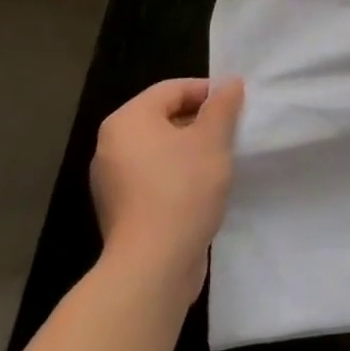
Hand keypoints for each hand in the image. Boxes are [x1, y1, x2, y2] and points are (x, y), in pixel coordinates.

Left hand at [90, 77, 244, 294]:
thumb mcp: (212, 139)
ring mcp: (113, 182)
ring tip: (223, 160)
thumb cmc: (182, 189)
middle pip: (165, 118)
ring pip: (161, 150)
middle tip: (233, 131)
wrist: (153, 267)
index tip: (237, 105)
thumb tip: (229, 83)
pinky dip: (179, 176)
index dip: (208, 92)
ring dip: (192, 150)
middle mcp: (111, 147)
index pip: (172, 89)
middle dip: (201, 121)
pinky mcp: (123, 211)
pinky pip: (155, 178)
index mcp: (127, 121)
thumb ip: (222, 106)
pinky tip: (204, 189)